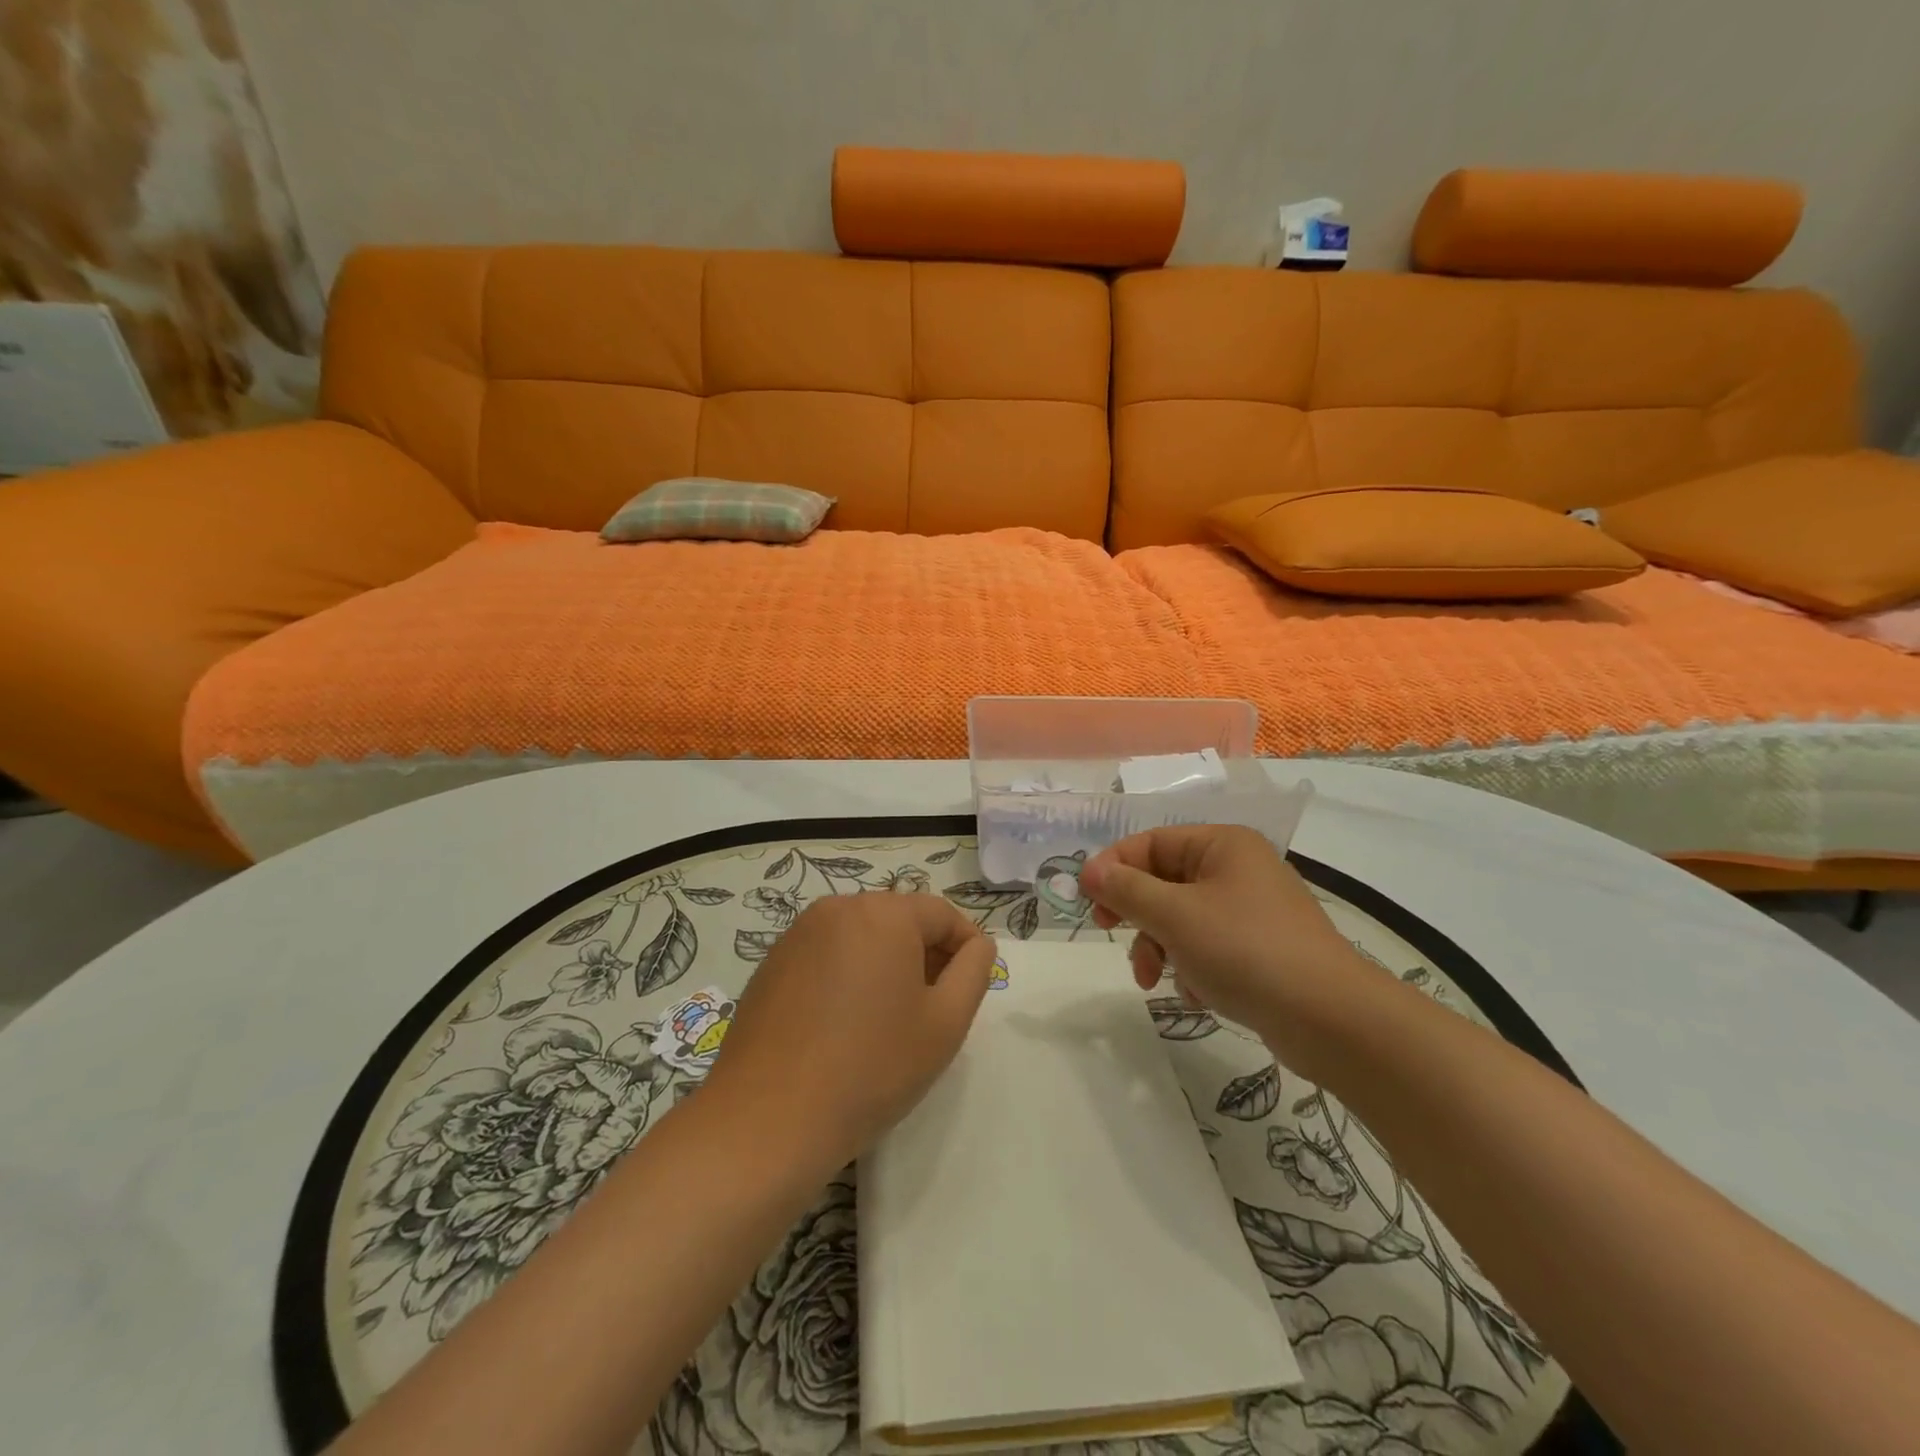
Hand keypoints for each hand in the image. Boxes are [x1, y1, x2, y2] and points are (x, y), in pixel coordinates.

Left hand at [702, 892, 996, 1169]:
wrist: (768, 1121)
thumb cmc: (871, 1068)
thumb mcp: (945, 1023)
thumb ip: (974, 971)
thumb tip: (977, 944)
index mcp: (882, 913)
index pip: (941, 914)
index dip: (966, 946)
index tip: (972, 986)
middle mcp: (837, 909)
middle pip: (899, 920)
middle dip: (925, 955)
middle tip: (935, 1008)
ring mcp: (797, 935)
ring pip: (861, 938)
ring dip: (886, 966)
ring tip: (891, 1020)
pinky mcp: (771, 964)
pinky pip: (827, 956)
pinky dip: (847, 977)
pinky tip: (845, 1026)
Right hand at [1078, 825, 1378, 1067]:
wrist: (1331, 1020)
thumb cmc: (1245, 950)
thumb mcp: (1174, 916)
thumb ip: (1126, 890)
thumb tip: (1088, 871)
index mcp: (1222, 845)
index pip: (1149, 842)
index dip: (1114, 868)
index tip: (1089, 903)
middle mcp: (1237, 869)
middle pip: (1163, 881)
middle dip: (1138, 915)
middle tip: (1111, 935)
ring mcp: (1251, 910)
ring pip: (1181, 918)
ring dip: (1160, 947)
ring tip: (1156, 980)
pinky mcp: (1261, 949)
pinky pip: (1207, 946)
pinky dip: (1192, 966)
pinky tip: (1198, 994)